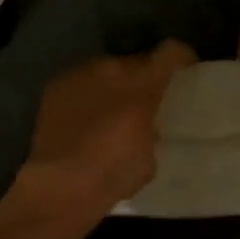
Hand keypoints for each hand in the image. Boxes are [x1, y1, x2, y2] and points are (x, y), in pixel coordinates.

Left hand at [14, 41, 196, 223]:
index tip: (185, 71)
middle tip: (144, 102)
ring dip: (112, 86)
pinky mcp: (54, 89)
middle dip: (142, 78)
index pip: (170, 52)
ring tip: (111, 112)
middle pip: (134, 61)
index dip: (181, 58)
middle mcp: (110, 70)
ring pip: (105, 71)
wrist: (60, 186)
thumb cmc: (113, 175)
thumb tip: (147, 128)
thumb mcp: (149, 157)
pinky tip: (84, 120)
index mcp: (142, 84)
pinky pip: (80, 83)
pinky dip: (87, 96)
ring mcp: (78, 76)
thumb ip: (152, 131)